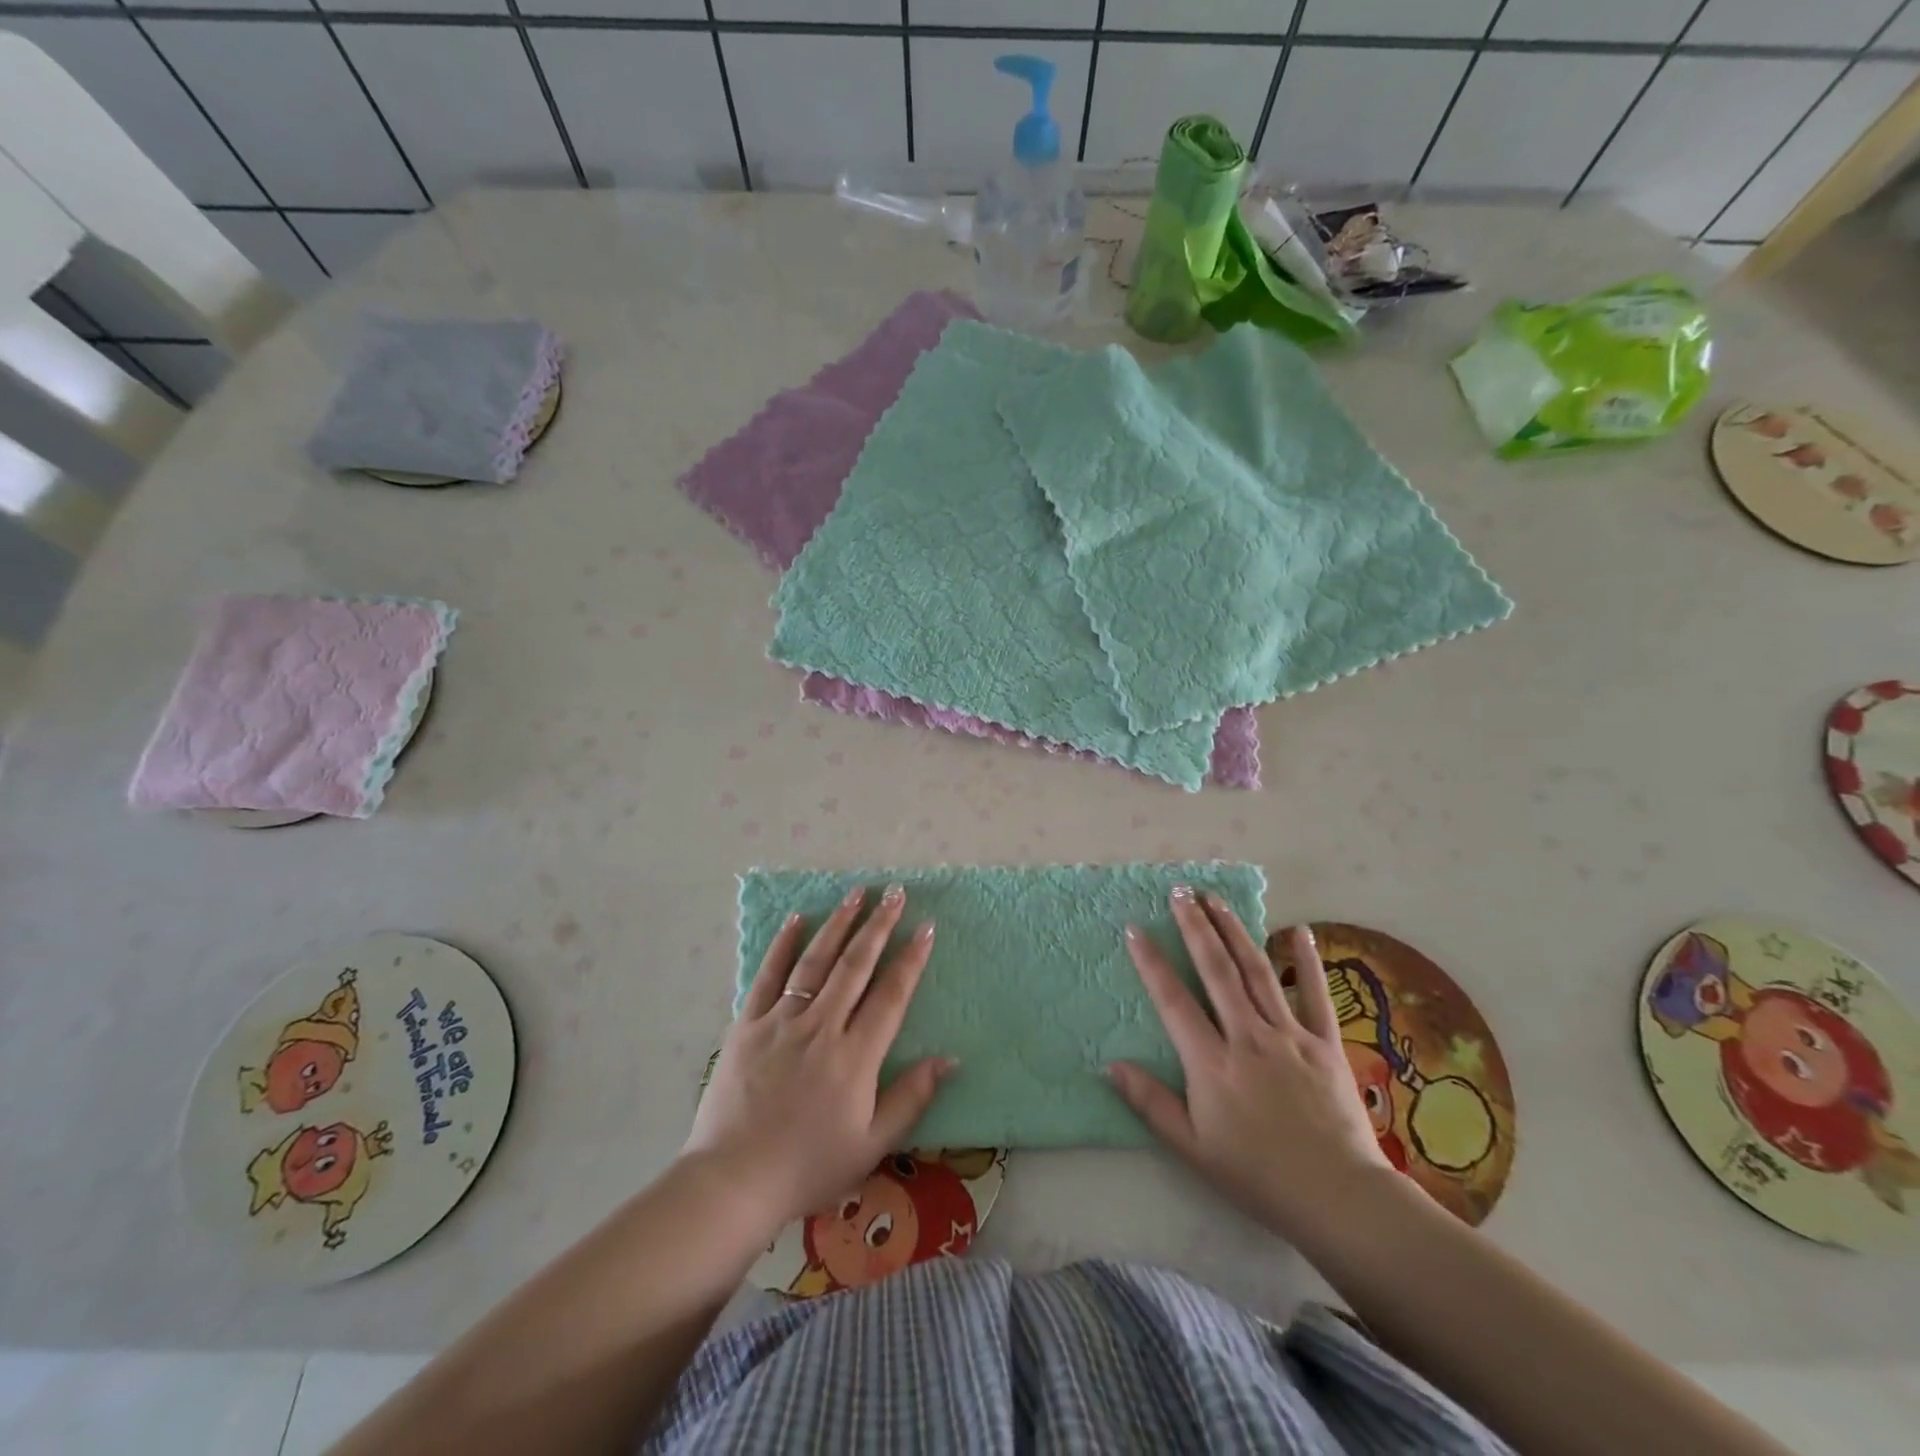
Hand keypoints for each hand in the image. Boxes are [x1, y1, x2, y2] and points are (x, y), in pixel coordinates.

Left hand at [683, 884, 951, 1237]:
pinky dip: (783, 944)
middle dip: (879, 925)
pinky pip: (768, 975)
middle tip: (895, 892)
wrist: (733, 1183)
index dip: (911, 958)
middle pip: (856, 965)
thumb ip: (911, 1098)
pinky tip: (797, 919)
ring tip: (856, 893)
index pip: (891, 995)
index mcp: (855, 1056)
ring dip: (838, 924)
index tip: (926, 927)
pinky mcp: (747, 1024)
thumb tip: (949, 1059)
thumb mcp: (872, 1145)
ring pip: (816, 961)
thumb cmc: (808, 1167)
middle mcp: (821, 1027)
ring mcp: (781, 1021)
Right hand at [1108, 889, 1396, 1248]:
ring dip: (1233, 931)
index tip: (1136, 929)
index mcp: (1212, 1063)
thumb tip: (1108, 1065)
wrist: (1339, 1198)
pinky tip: (1298, 931)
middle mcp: (1247, 1037)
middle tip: (1180, 892)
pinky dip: (1305, 961)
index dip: (1152, 962)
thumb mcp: (1192, 1148)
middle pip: (1216, 970)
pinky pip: (1315, 994)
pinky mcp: (1325, 1042)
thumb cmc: (1258, 1176)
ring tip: (1215, 899)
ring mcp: (1289, 1035)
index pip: (1173, 1000)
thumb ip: (1150, 1103)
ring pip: (1256, 971)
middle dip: (1195, 927)